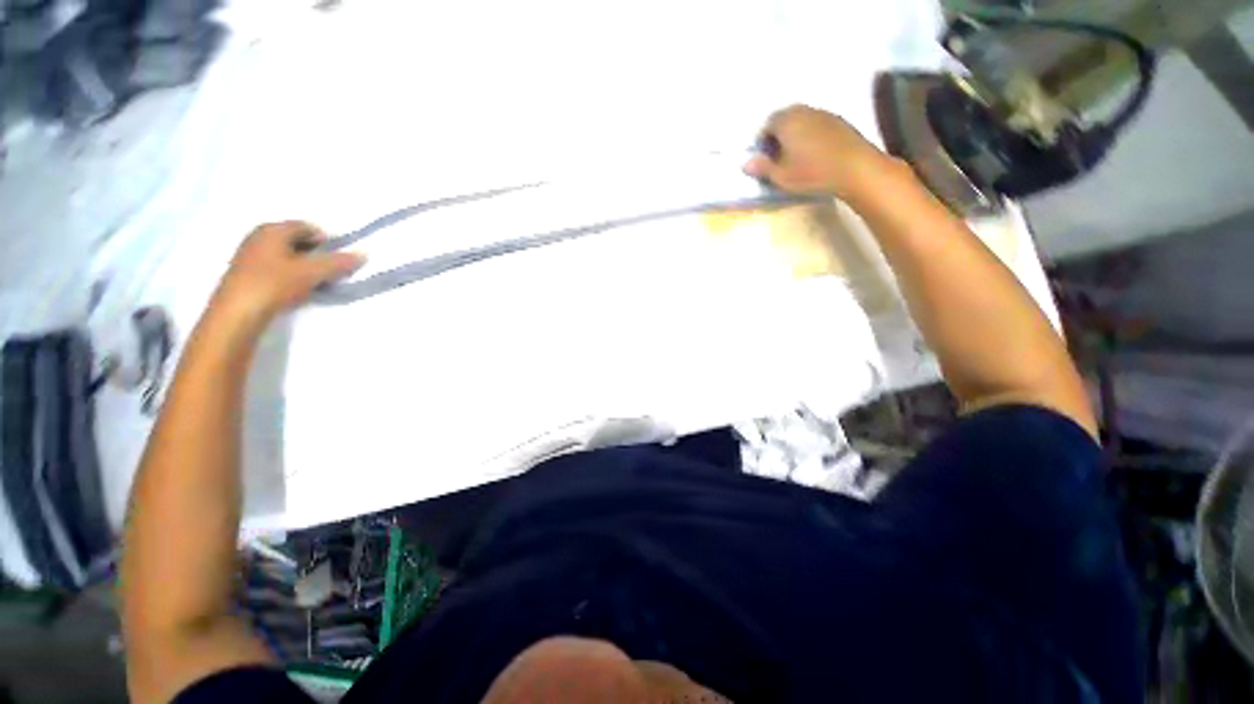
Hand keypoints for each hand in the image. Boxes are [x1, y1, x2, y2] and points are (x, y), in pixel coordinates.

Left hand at [211, 221, 363, 327]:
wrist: (237, 312)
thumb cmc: (274, 284)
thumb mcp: (312, 272)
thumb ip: (338, 262)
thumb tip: (363, 254)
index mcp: (273, 229)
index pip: (309, 227)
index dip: (328, 241)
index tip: (340, 258)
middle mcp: (259, 235)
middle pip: (297, 240)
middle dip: (316, 253)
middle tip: (331, 270)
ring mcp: (250, 253)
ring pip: (286, 254)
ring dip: (304, 265)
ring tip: (316, 281)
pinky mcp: (246, 272)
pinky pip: (276, 266)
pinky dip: (290, 273)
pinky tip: (296, 288)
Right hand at [744, 105, 892, 199]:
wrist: (855, 168)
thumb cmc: (812, 173)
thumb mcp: (781, 176)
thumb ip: (762, 168)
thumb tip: (745, 163)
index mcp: (787, 121)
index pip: (767, 124)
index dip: (762, 140)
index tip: (763, 157)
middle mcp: (804, 111)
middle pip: (785, 117)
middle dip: (778, 134)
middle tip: (777, 155)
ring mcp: (824, 114)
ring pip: (802, 119)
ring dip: (795, 133)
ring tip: (795, 155)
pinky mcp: (839, 121)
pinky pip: (817, 123)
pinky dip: (810, 134)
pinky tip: (814, 153)